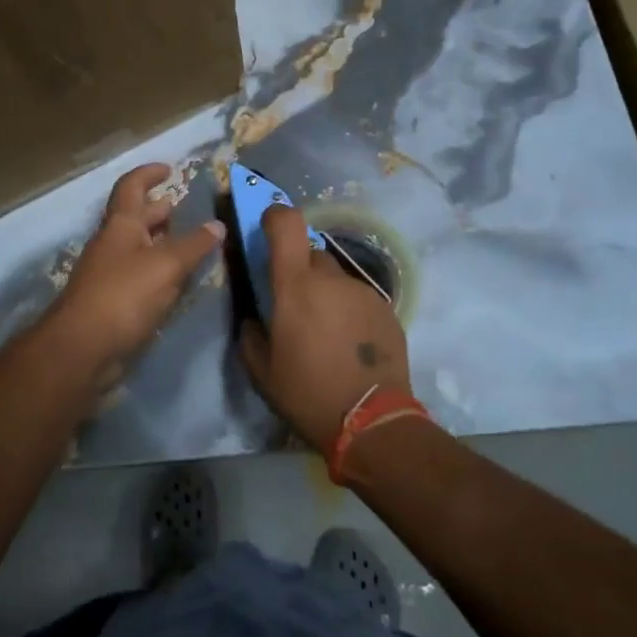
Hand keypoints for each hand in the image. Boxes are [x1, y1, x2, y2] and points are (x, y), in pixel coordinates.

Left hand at [44, 163, 224, 391]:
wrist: (82, 348)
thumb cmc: (123, 295)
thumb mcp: (166, 265)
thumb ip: (193, 245)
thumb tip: (217, 225)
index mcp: (120, 225)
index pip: (131, 187)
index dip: (148, 174)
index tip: (170, 168)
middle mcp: (112, 244)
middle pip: (135, 217)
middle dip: (159, 209)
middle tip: (186, 209)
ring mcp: (109, 273)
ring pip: (139, 248)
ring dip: (162, 242)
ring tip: (191, 244)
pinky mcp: (113, 302)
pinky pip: (140, 276)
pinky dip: (159, 271)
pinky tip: (178, 281)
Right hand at [239, 203, 408, 450]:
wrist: (372, 420)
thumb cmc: (308, 392)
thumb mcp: (262, 370)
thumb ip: (250, 334)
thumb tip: (255, 317)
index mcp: (295, 286)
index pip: (286, 224)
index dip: (275, 216)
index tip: (267, 227)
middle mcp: (330, 279)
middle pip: (311, 254)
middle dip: (300, 272)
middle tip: (297, 306)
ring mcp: (362, 292)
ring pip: (336, 279)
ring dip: (326, 294)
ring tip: (326, 333)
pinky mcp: (386, 308)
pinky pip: (358, 298)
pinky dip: (349, 311)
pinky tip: (349, 343)